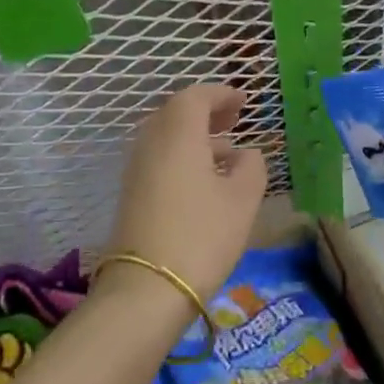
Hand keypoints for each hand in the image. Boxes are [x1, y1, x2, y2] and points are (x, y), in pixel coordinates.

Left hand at [107, 84, 267, 304]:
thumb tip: (245, 155)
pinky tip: (206, 181)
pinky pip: (160, 159)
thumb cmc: (202, 236)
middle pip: (176, 113)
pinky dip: (183, 156)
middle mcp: (151, 143)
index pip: (196, 97)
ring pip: (167, 137)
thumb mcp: (243, 200)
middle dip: (206, 112)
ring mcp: (137, 169)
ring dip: (195, 136)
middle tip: (234, 119)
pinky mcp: (132, 194)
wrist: (146, 289)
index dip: (221, 94)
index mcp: (178, 134)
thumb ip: (251, 167)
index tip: (244, 101)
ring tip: (227, 152)